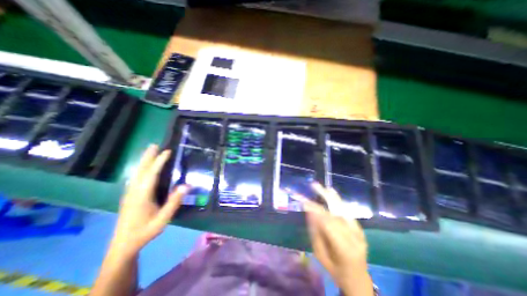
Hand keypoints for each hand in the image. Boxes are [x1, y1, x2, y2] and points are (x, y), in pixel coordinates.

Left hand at [109, 145, 187, 258]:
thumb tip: (186, 185)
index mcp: (142, 195)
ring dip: (144, 161)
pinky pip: (136, 177)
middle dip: (148, 157)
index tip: (167, 151)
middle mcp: (134, 191)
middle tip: (154, 145)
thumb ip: (174, 202)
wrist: (123, 245)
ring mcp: (129, 193)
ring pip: (136, 173)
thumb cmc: (145, 231)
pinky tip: (143, 167)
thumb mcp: (163, 219)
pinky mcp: (129, 196)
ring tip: (150, 151)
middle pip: (141, 170)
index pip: (151, 174)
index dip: (159, 162)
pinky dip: (141, 168)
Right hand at [294, 183, 371, 294]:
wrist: (358, 279)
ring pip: (343, 210)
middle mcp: (354, 237)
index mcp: (344, 249)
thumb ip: (315, 232)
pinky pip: (347, 212)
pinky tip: (332, 192)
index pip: (328, 223)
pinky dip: (338, 201)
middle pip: (336, 213)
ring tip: (323, 186)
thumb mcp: (320, 254)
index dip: (316, 210)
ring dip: (332, 196)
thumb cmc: (335, 269)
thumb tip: (309, 212)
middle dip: (324, 197)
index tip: (304, 201)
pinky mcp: (360, 229)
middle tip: (314, 185)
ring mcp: (359, 232)